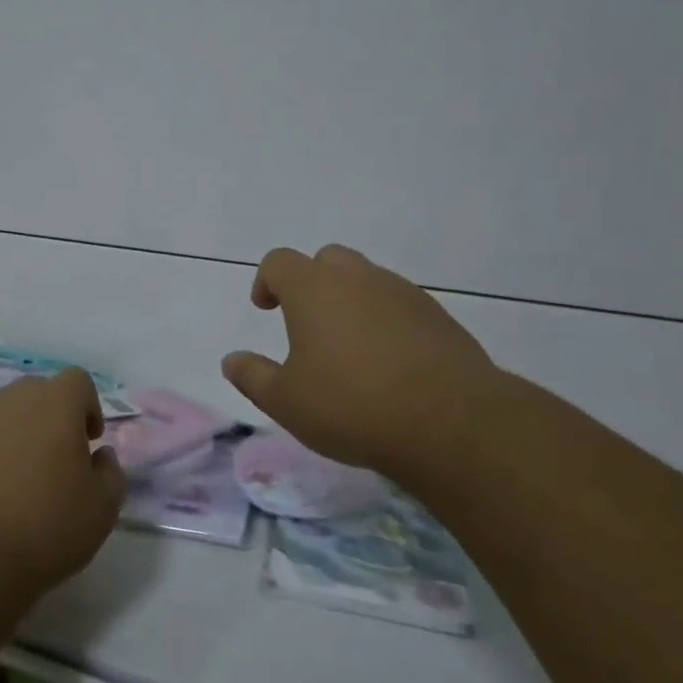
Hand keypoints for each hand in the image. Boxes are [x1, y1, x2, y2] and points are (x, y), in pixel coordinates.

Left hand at [0, 369, 124, 597]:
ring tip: (11, 479)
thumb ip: (111, 474)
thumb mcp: (102, 511)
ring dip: (12, 433)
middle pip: (37, 393)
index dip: (87, 407)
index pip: (77, 381)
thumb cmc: (42, 529)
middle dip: (49, 419)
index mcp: (55, 403)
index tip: (87, 442)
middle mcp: (10, 396)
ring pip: (0, 411)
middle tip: (52, 463)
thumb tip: (100, 456)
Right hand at [221, 244, 507, 482]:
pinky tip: (388, 363)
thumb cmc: (351, 405)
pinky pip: (400, 305)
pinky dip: (385, 321)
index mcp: (314, 289)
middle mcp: (358, 278)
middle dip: (311, 283)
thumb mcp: (286, 401)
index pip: (280, 262)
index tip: (265, 309)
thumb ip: (252, 376)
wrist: (451, 422)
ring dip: (351, 301)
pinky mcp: (439, 317)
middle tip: (307, 323)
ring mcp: (403, 293)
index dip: (266, 281)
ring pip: (367, 280)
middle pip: (327, 260)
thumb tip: (231, 360)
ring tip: (349, 348)